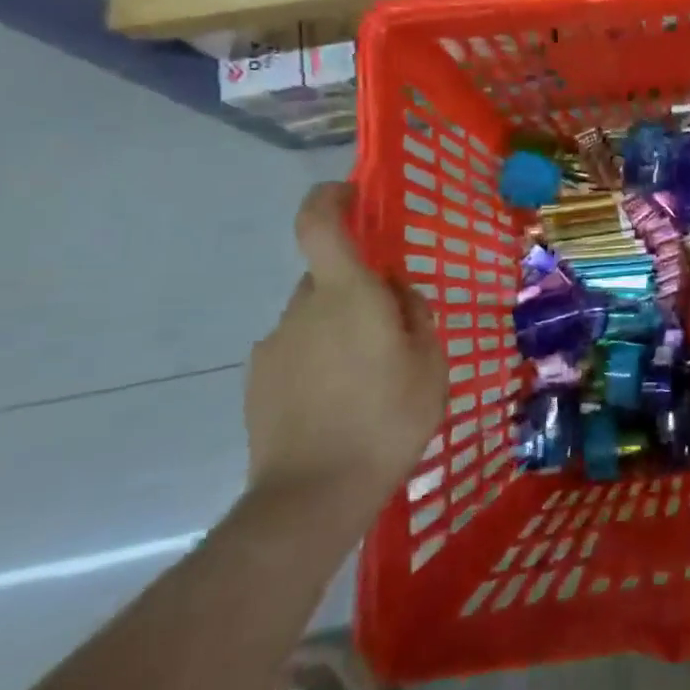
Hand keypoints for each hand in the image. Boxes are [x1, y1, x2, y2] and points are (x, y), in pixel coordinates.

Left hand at [245, 183, 447, 524]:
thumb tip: (396, 293)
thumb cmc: (387, 419)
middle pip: (327, 275)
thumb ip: (414, 315)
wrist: (312, 495)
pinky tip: (339, 402)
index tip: (352, 194)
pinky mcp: (258, 380)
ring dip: (339, 328)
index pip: (319, 222)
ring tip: (367, 378)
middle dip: (357, 288)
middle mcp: (302, 308)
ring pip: (313, 316)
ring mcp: (274, 344)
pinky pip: (296, 349)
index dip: (331, 197)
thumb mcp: (431, 363)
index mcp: (346, 294)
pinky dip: (319, 359)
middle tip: (391, 328)